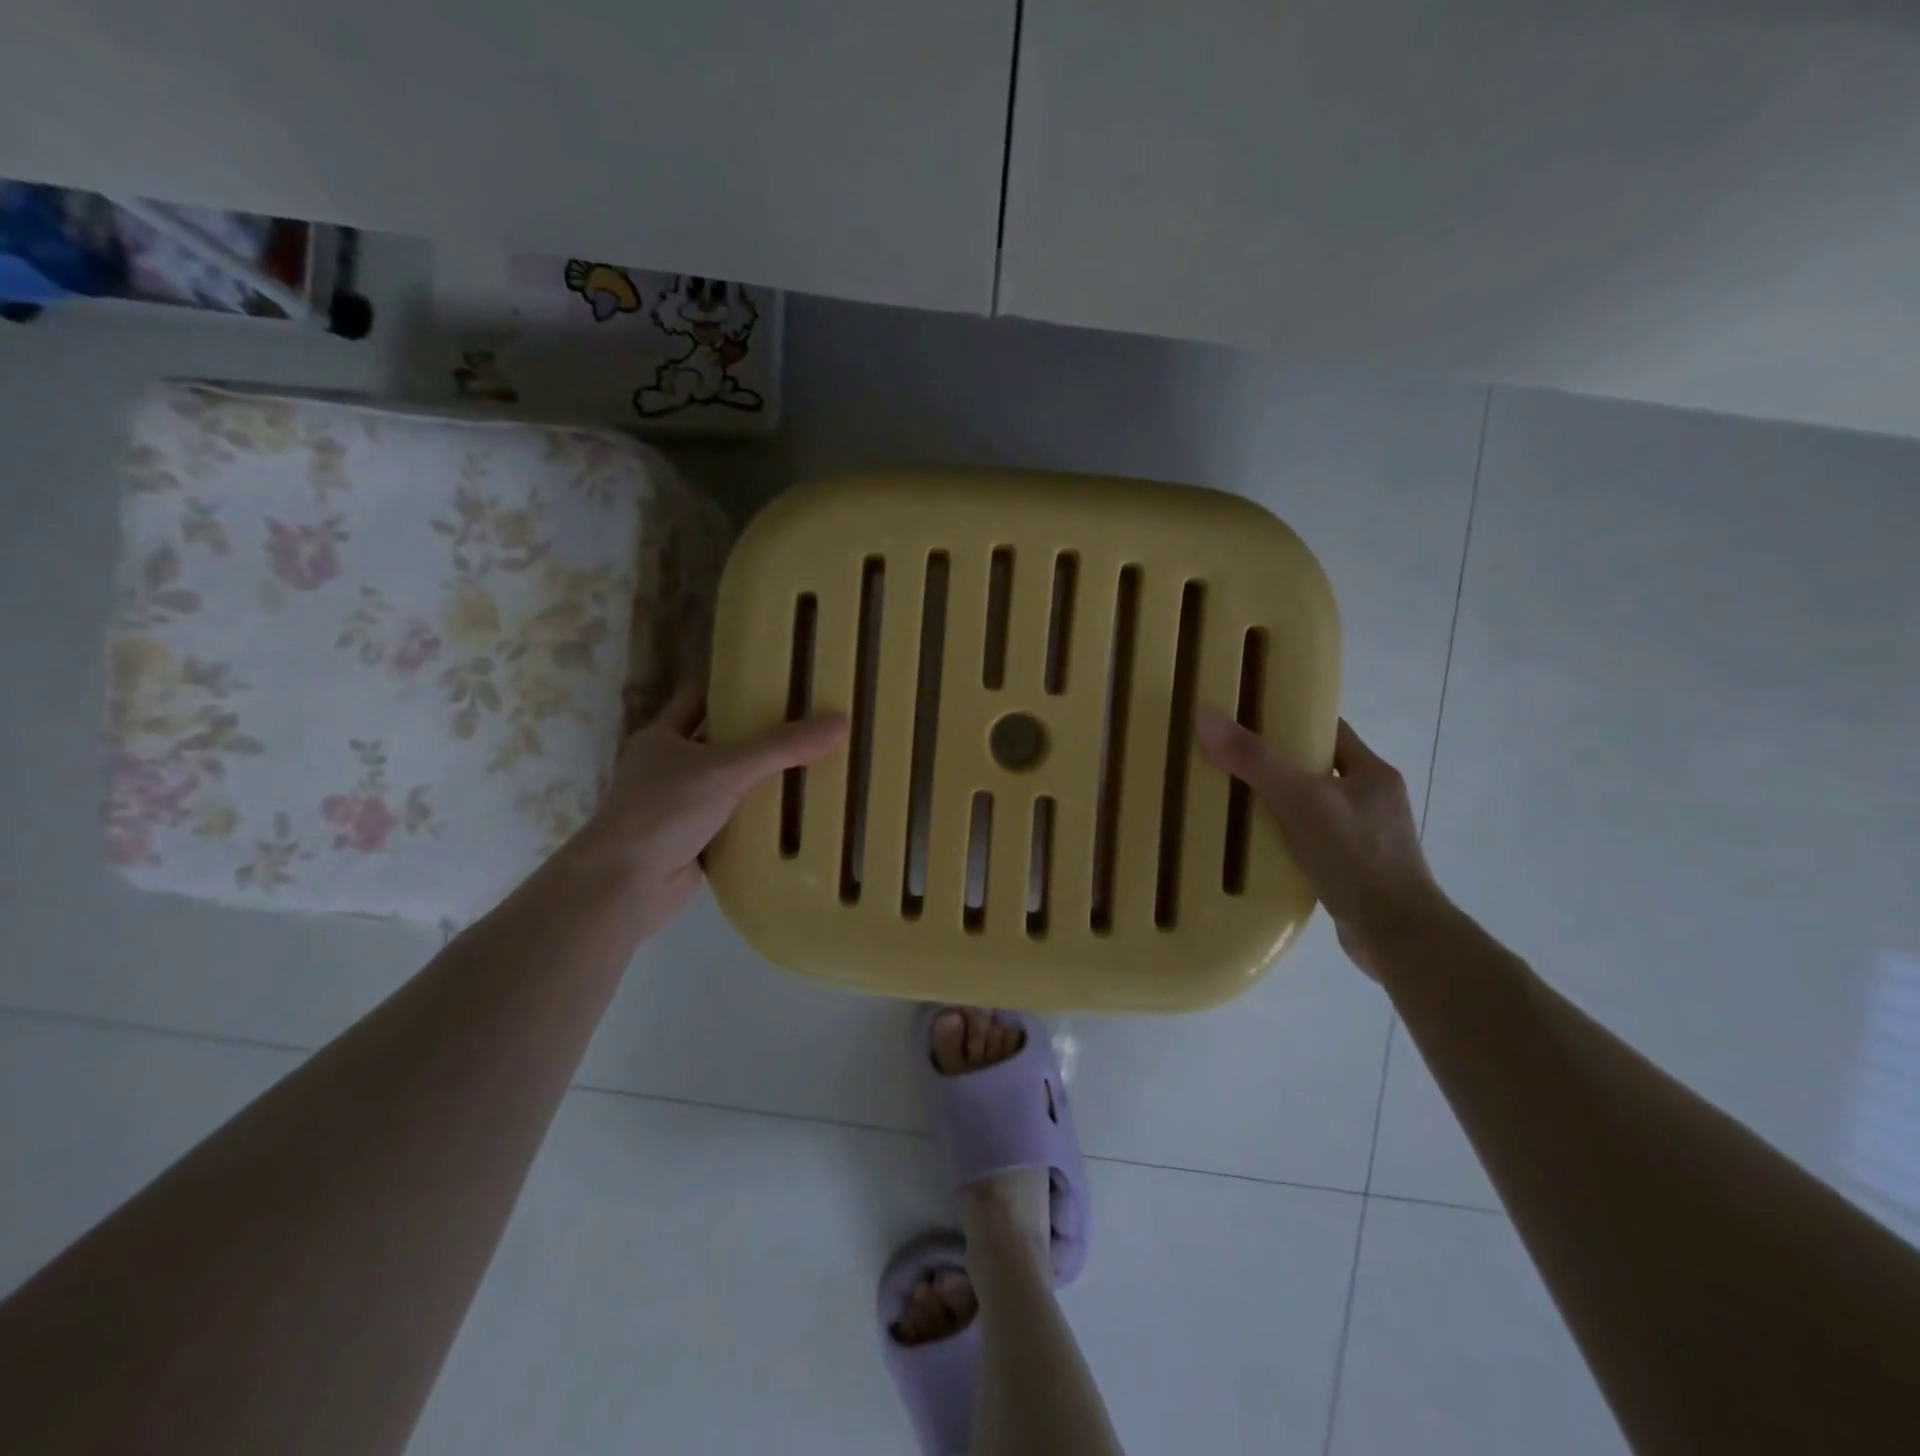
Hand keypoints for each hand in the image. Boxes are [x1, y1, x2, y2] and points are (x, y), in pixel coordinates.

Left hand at [579, 684, 846, 935]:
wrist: (627, 885)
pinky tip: (797, 814)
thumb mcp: (729, 768)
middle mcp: (669, 768)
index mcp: (663, 737)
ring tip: (814, 762)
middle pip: (720, 741)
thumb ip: (783, 747)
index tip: (773, 675)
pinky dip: (760, 820)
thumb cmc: (665, 810)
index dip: (732, 683)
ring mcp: (680, 807)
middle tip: (807, 720)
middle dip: (759, 734)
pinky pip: (735, 823)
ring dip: (762, 779)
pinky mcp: (694, 842)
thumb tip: (841, 721)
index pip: (700, 696)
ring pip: (729, 784)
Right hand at [1196, 711, 1447, 979]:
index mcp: (1372, 773)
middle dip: (1276, 766)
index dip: (1290, 720)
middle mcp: (1374, 802)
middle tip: (1229, 764)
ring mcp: (1367, 840)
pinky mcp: (1354, 874)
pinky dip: (1285, 844)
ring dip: (1279, 808)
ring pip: (1313, 810)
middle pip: (1316, 770)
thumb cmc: (1355, 855)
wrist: (1396, 935)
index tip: (1248, 720)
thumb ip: (1254, 760)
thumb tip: (1206, 716)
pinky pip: (1312, 845)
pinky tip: (1256, 851)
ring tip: (1233, 807)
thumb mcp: (1299, 799)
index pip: (1329, 731)